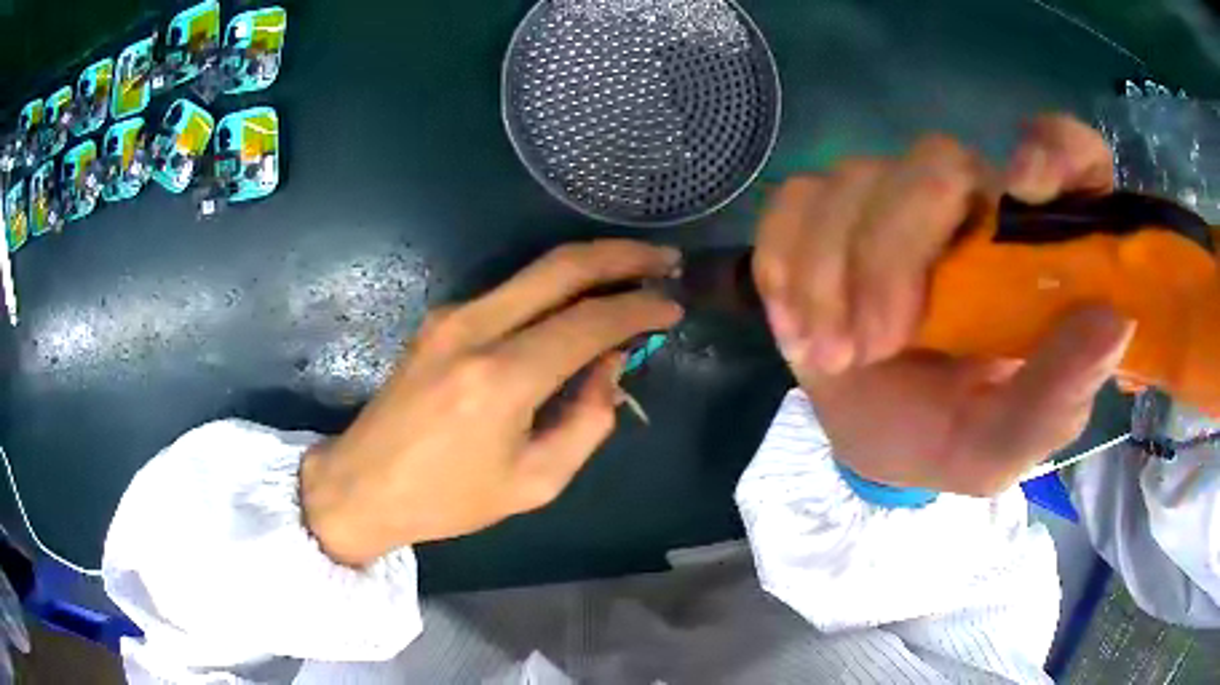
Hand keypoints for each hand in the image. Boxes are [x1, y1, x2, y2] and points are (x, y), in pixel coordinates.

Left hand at [301, 240, 682, 565]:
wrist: (364, 483)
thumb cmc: (449, 499)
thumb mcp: (535, 482)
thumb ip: (587, 422)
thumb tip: (611, 365)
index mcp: (501, 378)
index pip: (588, 322)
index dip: (639, 308)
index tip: (675, 305)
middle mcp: (475, 329)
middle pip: (561, 266)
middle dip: (622, 255)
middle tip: (666, 259)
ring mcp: (452, 316)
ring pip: (535, 271)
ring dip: (590, 266)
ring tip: (634, 274)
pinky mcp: (441, 319)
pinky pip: (511, 292)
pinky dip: (555, 290)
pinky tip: (579, 306)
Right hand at [754, 115, 1133, 495]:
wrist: (874, 441)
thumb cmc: (951, 438)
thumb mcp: (1005, 444)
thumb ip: (1057, 397)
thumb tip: (1112, 323)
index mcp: (1035, 250)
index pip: (1071, 156)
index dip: (1055, 147)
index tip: (1026, 187)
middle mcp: (973, 204)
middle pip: (933, 162)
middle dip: (891, 254)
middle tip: (871, 346)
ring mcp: (896, 198)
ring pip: (852, 180)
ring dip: (828, 274)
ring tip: (830, 356)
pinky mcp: (828, 212)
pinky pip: (794, 202)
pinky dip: (785, 263)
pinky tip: (798, 322)